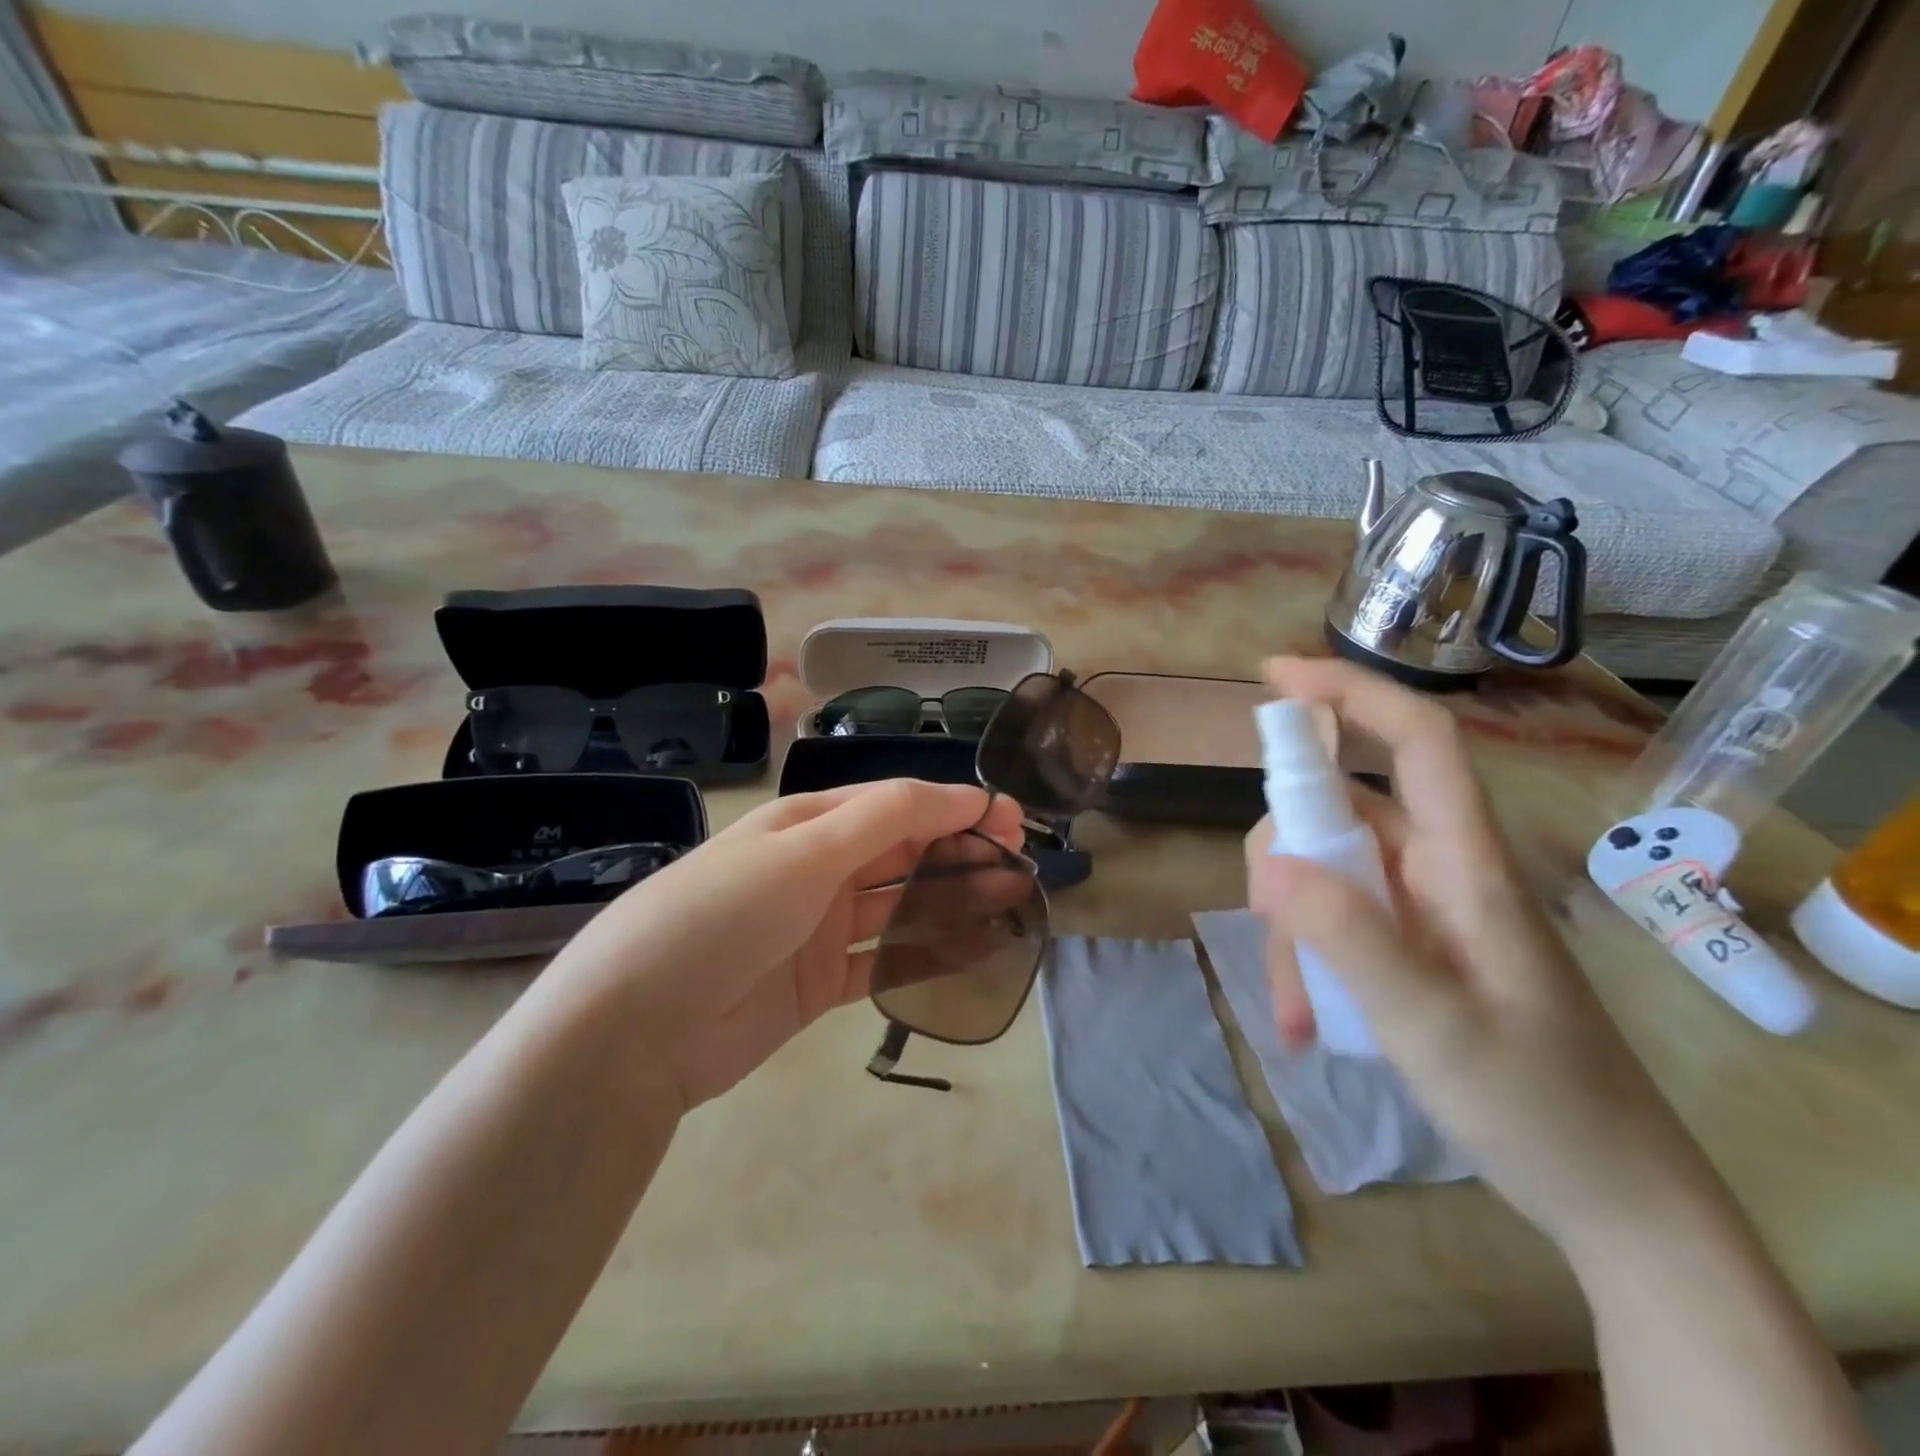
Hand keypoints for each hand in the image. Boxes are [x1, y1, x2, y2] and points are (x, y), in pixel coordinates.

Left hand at [550, 780, 1024, 1110]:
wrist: (635, 1029)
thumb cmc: (722, 914)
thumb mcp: (803, 852)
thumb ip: (885, 820)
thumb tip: (963, 793)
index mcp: (807, 824)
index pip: (893, 803)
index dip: (951, 805)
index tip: (1008, 817)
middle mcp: (817, 870)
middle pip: (903, 850)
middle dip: (961, 848)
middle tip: (1021, 857)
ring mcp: (820, 929)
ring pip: (902, 904)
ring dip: (955, 898)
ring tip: (1013, 896)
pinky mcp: (821, 984)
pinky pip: (886, 960)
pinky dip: (929, 953)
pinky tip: (975, 950)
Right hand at [1245, 657, 1722, 1255]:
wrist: (1609, 1195)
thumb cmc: (1539, 1106)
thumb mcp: (1434, 1027)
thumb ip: (1351, 939)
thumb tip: (1273, 863)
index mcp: (1466, 864)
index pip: (1415, 742)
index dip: (1349, 694)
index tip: (1273, 678)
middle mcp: (1438, 868)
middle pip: (1337, 812)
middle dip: (1285, 858)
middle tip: (1268, 923)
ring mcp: (1418, 907)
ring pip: (1321, 873)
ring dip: (1289, 932)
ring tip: (1298, 1014)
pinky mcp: (1404, 943)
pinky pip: (1330, 922)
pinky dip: (1305, 963)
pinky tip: (1307, 1025)